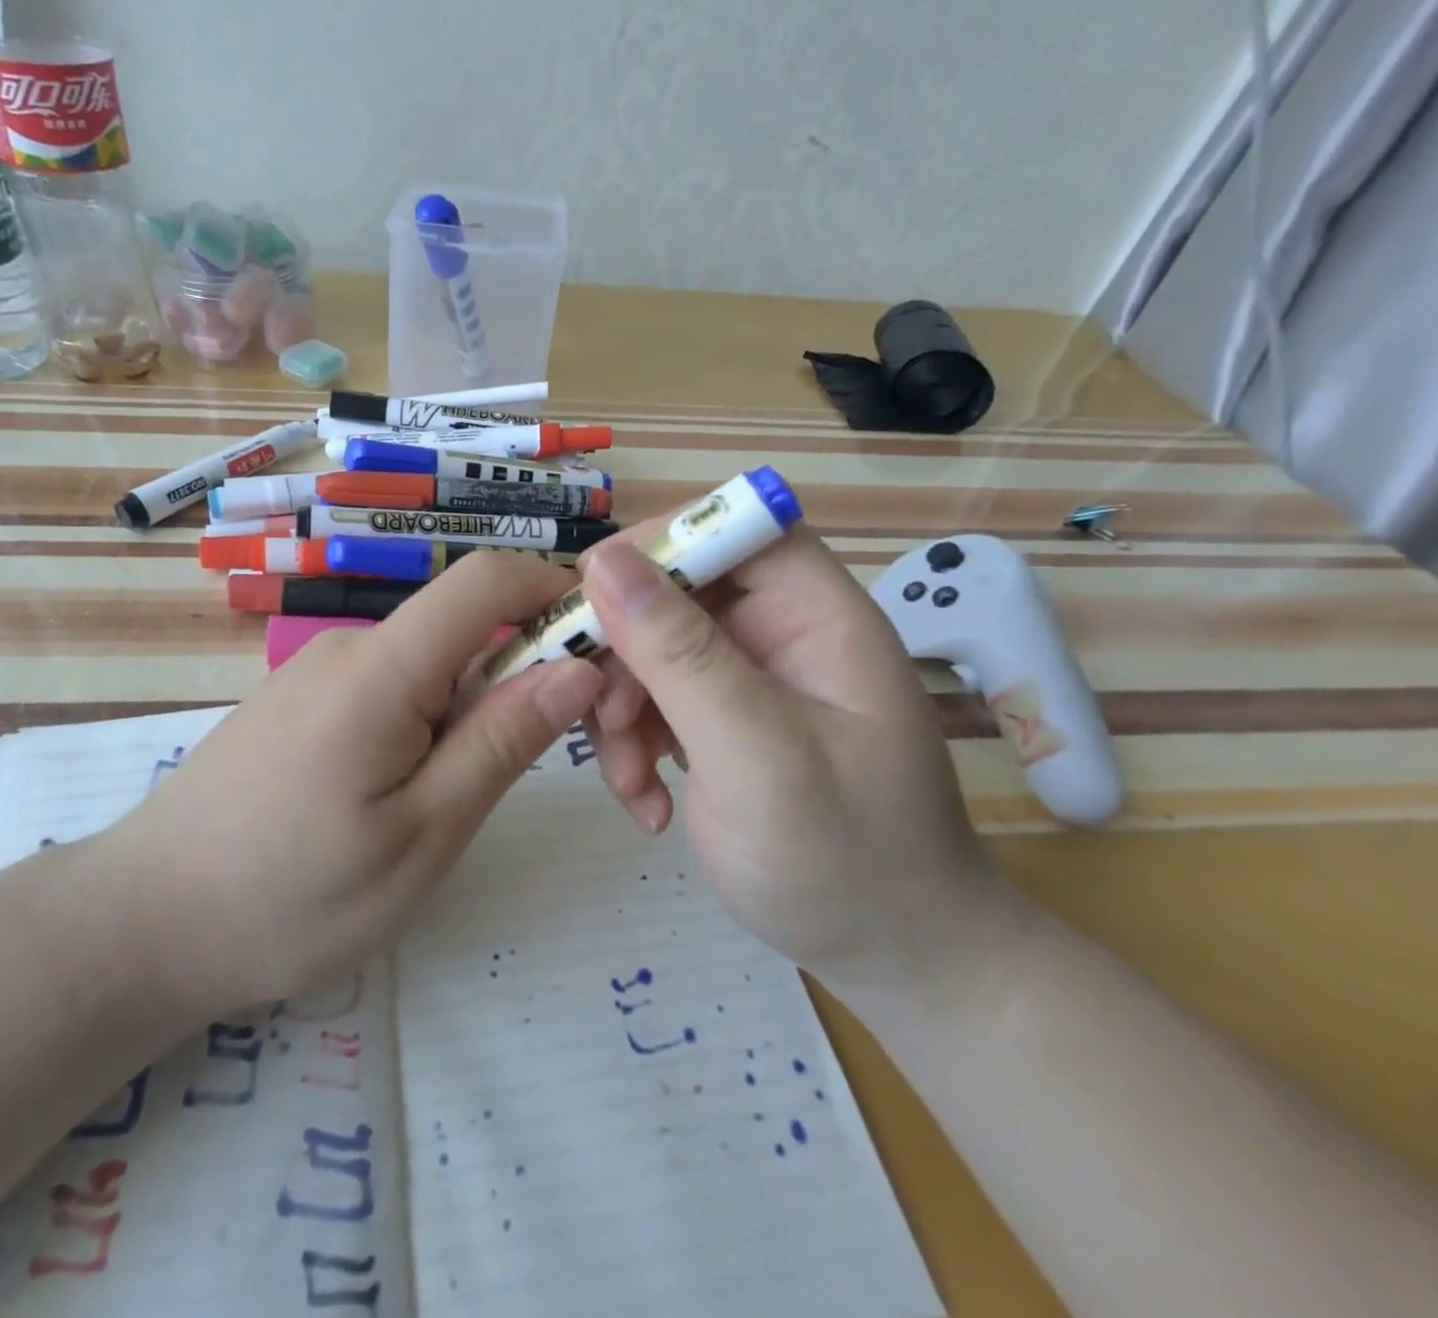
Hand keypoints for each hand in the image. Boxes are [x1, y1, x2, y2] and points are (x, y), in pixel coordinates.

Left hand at [88, 553, 602, 1024]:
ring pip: (429, 665)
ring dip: (474, 709)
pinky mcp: (301, 706)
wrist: (141, 926)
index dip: (555, 593)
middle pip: (463, 626)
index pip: (487, 579)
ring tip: (464, 802)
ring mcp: (318, 675)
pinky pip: (389, 691)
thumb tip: (577, 667)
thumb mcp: (423, 834)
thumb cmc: (290, 895)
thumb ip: (502, 742)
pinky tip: (407, 798)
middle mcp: (350, 649)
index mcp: (383, 667)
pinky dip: (428, 724)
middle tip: (551, 761)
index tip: (603, 652)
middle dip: (524, 673)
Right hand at [580, 525, 1029, 996]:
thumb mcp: (756, 754)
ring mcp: (746, 679)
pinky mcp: (718, 721)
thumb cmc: (844, 857)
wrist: (889, 957)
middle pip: (674, 592)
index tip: (593, 597)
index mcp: (814, 615)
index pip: (734, 527)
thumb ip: (680, 654)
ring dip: (620, 710)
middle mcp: (778, 632)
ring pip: (648, 650)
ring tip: (630, 780)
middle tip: (604, 718)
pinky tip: (647, 803)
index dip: (661, 543)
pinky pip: (652, 702)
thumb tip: (604, 560)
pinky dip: (632, 746)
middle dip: (625, 654)